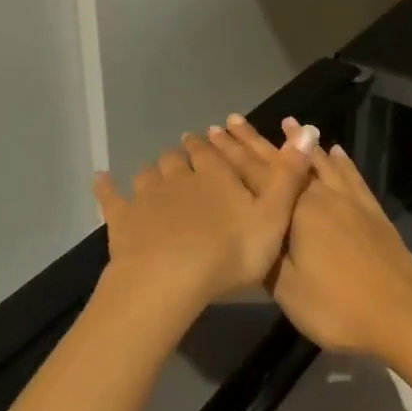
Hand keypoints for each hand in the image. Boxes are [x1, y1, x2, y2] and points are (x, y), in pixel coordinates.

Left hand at [91, 124, 316, 313]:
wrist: (170, 280)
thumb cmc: (230, 251)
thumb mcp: (274, 216)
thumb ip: (289, 175)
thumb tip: (310, 130)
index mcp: (218, 175)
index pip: (216, 152)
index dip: (214, 146)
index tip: (211, 138)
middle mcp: (182, 176)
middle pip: (180, 159)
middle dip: (184, 155)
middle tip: (187, 156)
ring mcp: (148, 195)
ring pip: (150, 173)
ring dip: (154, 171)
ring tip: (158, 173)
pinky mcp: (122, 218)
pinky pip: (111, 196)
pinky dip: (107, 186)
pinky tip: (101, 178)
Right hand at [206, 117, 411, 357]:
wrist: (401, 314)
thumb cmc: (336, 307)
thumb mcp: (287, 289)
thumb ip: (265, 253)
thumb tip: (249, 226)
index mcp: (296, 211)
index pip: (255, 175)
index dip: (231, 155)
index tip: (213, 133)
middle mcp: (321, 195)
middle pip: (283, 162)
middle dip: (255, 142)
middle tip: (233, 120)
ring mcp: (350, 200)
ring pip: (318, 162)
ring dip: (299, 142)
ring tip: (287, 121)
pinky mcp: (372, 210)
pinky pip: (351, 176)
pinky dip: (340, 161)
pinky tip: (335, 150)